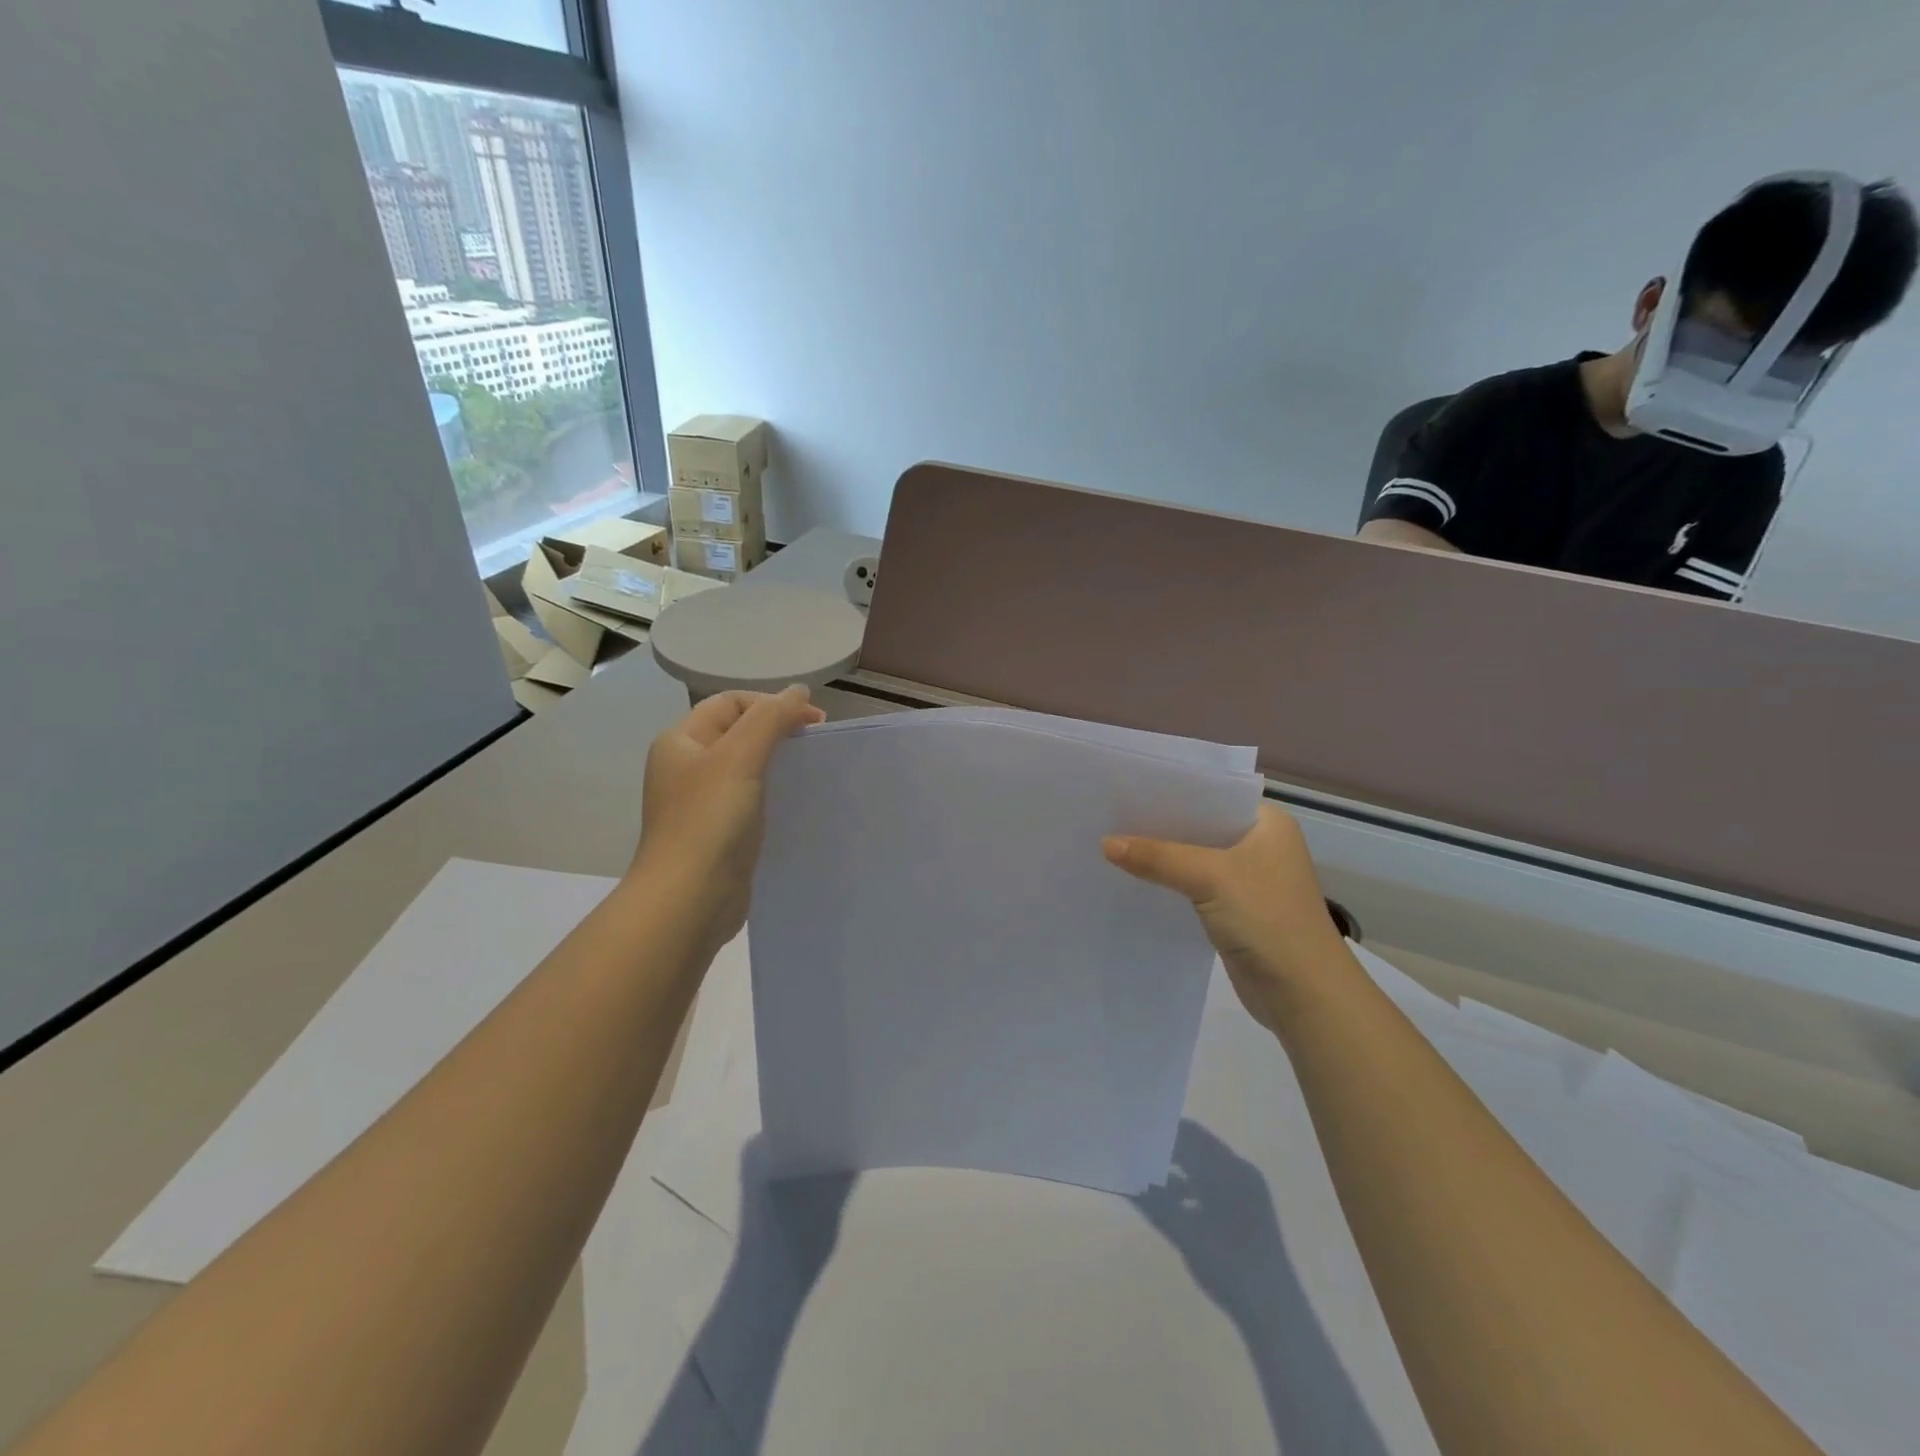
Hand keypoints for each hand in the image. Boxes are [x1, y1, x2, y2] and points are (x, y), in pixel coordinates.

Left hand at [631, 687, 824, 948]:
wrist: (689, 900)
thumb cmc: (710, 821)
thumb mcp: (739, 757)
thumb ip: (770, 719)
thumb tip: (798, 691)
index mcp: (682, 741)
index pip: (731, 702)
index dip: (772, 703)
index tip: (813, 722)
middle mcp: (687, 767)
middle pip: (738, 732)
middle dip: (778, 730)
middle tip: (815, 743)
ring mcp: (702, 802)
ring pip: (746, 766)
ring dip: (778, 761)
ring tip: (810, 771)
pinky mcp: (718, 833)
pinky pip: (750, 799)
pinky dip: (774, 792)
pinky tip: (795, 802)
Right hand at [1103, 804, 1353, 1033]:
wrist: (1304, 994)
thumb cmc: (1267, 918)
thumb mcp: (1209, 877)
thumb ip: (1157, 857)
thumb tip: (1105, 843)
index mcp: (1268, 823)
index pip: (1212, 794)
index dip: (1171, 791)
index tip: (1126, 788)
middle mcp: (1260, 844)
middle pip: (1200, 825)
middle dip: (1160, 824)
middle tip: (1111, 814)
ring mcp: (1249, 879)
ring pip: (1194, 857)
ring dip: (1161, 855)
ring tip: (1112, 843)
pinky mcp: (1235, 909)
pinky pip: (1193, 885)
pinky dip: (1168, 881)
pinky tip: (1134, 878)